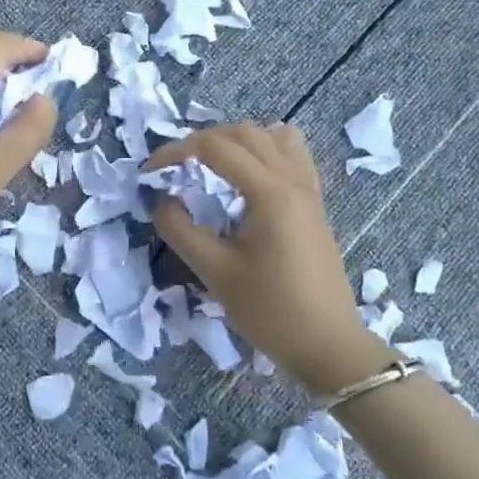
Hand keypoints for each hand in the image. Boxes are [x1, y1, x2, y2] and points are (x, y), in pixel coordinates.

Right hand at [144, 123, 389, 394]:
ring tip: (210, 167)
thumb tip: (162, 200)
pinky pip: (292, 153)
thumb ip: (181, 230)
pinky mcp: (315, 202)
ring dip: (236, 141)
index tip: (149, 174)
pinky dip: (265, 151)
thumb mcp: (216, 273)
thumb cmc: (271, 312)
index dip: (175, 152)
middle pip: (243, 133)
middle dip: (202, 142)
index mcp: (270, 193)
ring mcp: (309, 188)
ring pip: (271, 136)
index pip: (215, 148)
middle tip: (175, 169)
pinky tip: (248, 178)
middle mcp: (293, 179)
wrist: (329, 346)